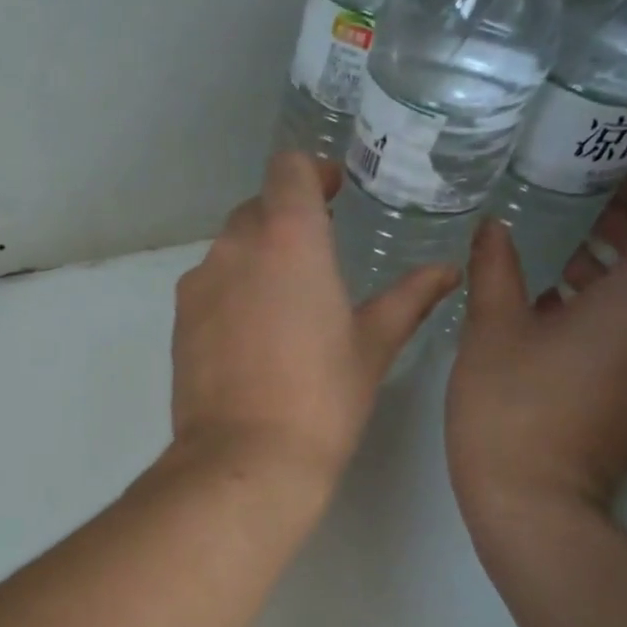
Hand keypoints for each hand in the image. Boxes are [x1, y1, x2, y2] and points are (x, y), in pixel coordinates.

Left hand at [170, 152, 457, 483]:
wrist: (245, 457)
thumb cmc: (322, 397)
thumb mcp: (372, 345)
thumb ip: (408, 298)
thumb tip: (446, 270)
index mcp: (289, 238)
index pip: (289, 169)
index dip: (312, 173)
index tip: (333, 194)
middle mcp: (235, 246)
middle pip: (258, 208)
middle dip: (288, 219)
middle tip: (319, 254)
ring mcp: (200, 282)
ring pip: (230, 248)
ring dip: (258, 257)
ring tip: (287, 303)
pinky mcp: (180, 318)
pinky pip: (209, 285)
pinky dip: (232, 290)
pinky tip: (253, 335)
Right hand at [446, 163, 626, 524]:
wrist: (533, 505)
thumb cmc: (510, 408)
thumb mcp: (492, 330)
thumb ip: (496, 269)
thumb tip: (493, 226)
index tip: (617, 168)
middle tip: (588, 200)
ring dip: (625, 268)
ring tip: (569, 252)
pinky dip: (618, 308)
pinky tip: (562, 311)